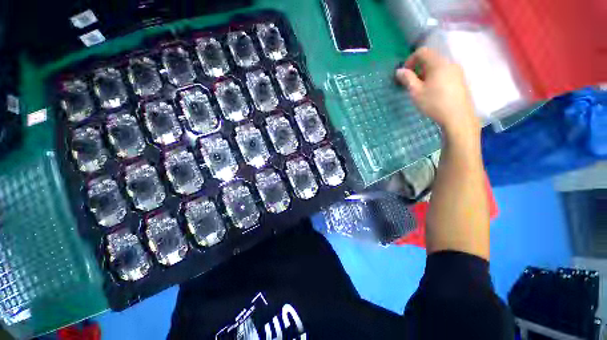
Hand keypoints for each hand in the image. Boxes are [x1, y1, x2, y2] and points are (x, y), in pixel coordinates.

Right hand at [395, 47, 479, 137]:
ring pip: (437, 67)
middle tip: (411, 84)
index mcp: (438, 63)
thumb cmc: (434, 103)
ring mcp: (457, 71)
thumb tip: (399, 71)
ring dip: (426, 74)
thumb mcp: (416, 92)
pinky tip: (433, 92)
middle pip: (430, 59)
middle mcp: (449, 63)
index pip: (422, 52)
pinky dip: (435, 78)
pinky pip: (444, 73)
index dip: (410, 60)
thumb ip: (407, 79)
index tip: (405, 74)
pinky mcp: (460, 80)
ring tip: (421, 89)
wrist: (458, 116)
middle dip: (417, 69)